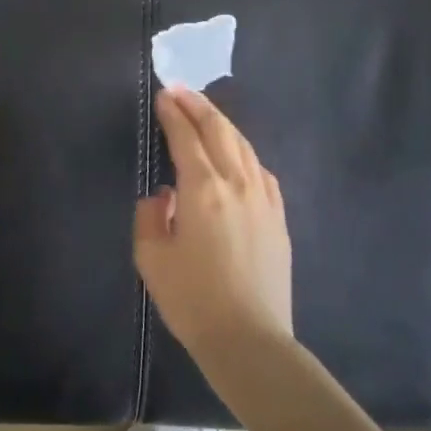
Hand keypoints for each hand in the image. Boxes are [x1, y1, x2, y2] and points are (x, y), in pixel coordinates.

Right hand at [135, 88, 292, 360]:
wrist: (250, 339)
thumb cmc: (193, 300)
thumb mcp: (152, 259)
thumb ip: (150, 216)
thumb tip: (163, 196)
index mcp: (203, 189)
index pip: (186, 137)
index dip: (173, 113)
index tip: (163, 95)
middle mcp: (237, 183)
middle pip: (220, 131)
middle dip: (199, 106)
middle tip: (181, 91)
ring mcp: (264, 198)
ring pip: (244, 145)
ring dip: (223, 124)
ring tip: (206, 113)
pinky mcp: (279, 216)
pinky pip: (261, 170)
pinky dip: (244, 151)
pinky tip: (238, 154)